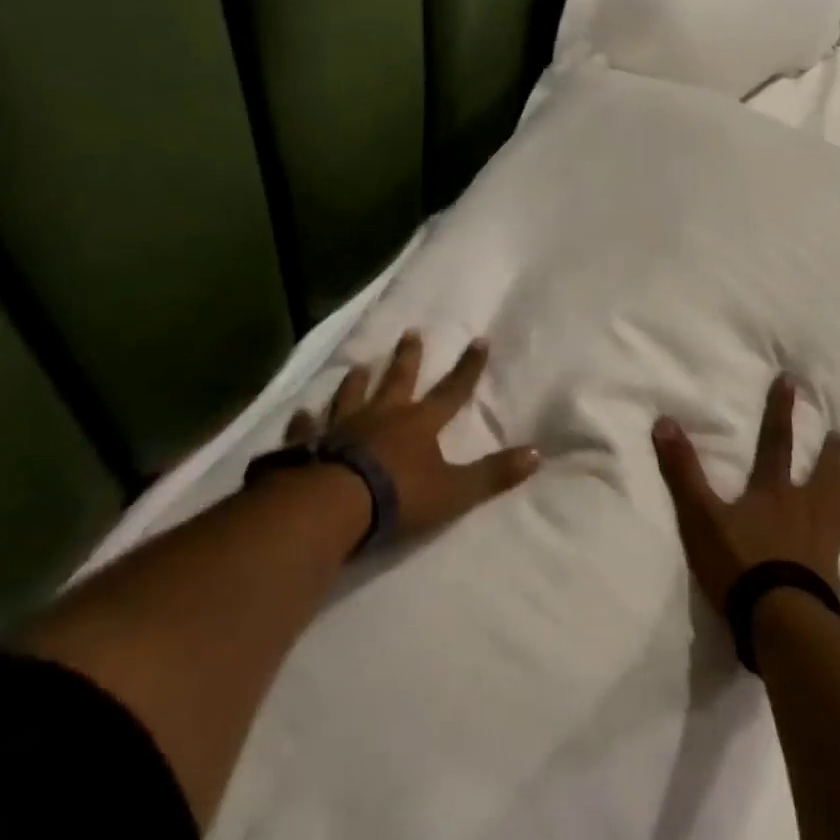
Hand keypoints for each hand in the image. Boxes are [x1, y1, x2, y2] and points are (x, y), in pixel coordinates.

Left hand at [283, 330, 540, 541]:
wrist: (331, 507)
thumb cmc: (397, 496)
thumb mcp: (454, 491)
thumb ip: (493, 474)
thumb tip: (538, 454)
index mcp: (419, 424)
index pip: (452, 390)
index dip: (468, 367)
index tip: (479, 340)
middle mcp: (382, 416)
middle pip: (398, 380)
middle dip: (408, 358)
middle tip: (411, 333)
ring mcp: (342, 428)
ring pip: (352, 396)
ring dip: (358, 381)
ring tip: (360, 366)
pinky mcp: (309, 446)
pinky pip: (307, 429)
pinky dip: (306, 421)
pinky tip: (302, 412)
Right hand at [652, 374, 839, 609]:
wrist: (784, 621)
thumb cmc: (741, 563)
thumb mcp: (701, 516)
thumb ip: (683, 471)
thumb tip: (664, 421)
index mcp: (773, 490)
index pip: (777, 441)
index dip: (781, 410)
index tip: (791, 382)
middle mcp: (804, 508)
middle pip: (822, 473)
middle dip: (828, 452)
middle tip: (838, 435)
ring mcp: (823, 542)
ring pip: (837, 505)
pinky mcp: (832, 574)